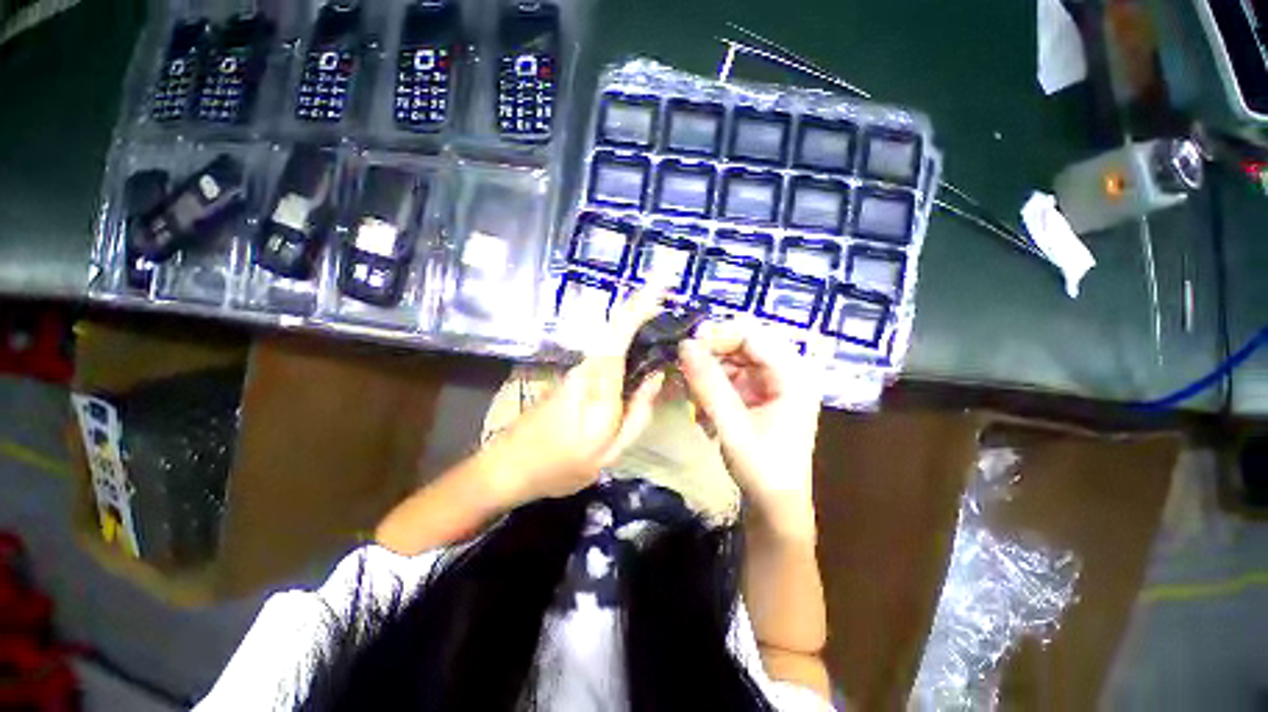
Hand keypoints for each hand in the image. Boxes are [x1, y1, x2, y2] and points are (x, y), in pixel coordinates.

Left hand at [487, 292, 664, 504]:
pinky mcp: (573, 376)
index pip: (619, 335)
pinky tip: (639, 351)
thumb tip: (656, 377)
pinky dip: (624, 344)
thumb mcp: (610, 452)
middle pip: (616, 329)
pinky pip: (605, 353)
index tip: (659, 286)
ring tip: (661, 324)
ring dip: (634, 325)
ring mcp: (577, 370)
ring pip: (611, 340)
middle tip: (669, 300)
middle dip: (642, 309)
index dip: (638, 308)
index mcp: (597, 387)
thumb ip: (637, 413)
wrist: (508, 466)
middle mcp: (586, 368)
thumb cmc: (561, 466)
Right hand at [677, 321, 821, 539]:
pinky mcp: (758, 394)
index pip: (752, 336)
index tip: (686, 346)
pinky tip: (700, 408)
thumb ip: (708, 384)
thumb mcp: (732, 425)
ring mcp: (771, 383)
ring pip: (732, 360)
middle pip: (742, 345)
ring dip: (707, 374)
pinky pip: (730, 377)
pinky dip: (711, 387)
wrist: (775, 506)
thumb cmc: (762, 468)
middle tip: (682, 369)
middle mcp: (786, 372)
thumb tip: (684, 344)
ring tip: (691, 396)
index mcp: (793, 375)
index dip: (718, 335)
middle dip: (710, 356)